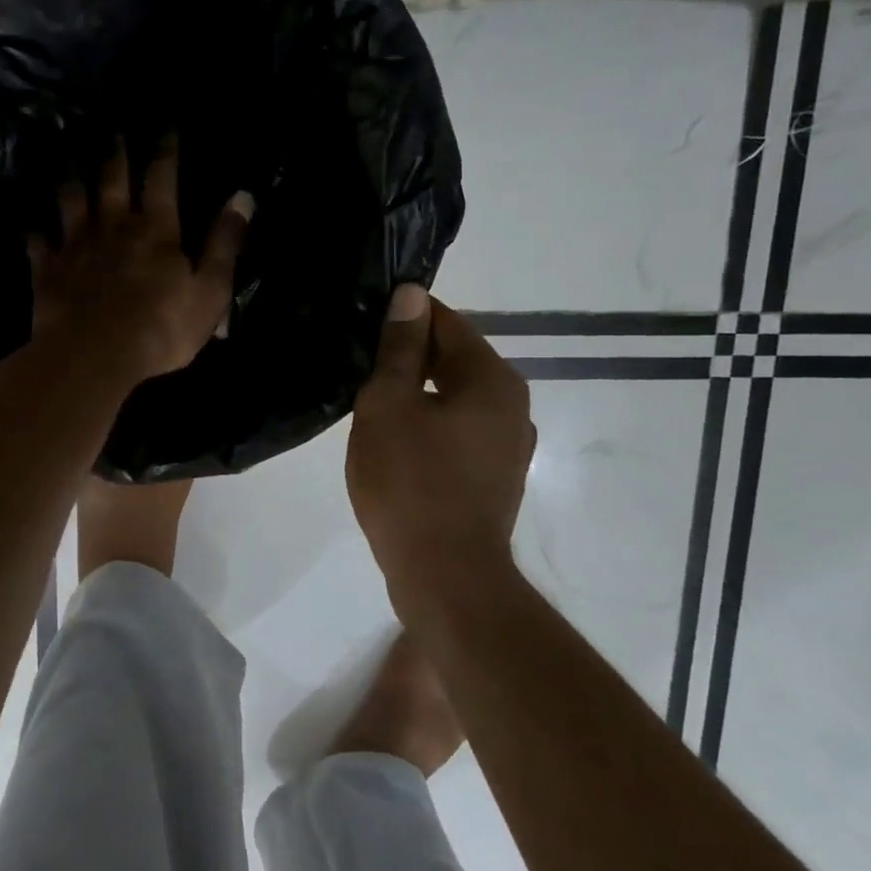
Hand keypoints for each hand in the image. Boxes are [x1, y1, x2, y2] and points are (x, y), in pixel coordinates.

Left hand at [29, 138, 253, 383]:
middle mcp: (113, 226)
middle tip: (113, 132)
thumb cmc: (161, 327)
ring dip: (72, 180)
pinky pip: (38, 242)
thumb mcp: (210, 289)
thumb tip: (243, 197)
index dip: (165, 151)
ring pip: (71, 202)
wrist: (95, 356)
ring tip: (70, 161)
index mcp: (156, 229)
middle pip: (112, 181)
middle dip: (116, 154)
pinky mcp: (48, 271)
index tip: (165, 128)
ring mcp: (76, 246)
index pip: (161, 178)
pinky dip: (36, 231)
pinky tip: (32, 223)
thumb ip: (225, 243)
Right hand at [346, 284, 536, 619]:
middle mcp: (512, 404)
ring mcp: (509, 443)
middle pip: (454, 359)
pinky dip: (429, 424)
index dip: (403, 316)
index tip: (363, 321)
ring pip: (454, 397)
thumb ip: (398, 348)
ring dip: (416, 393)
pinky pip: (458, 431)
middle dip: (407, 356)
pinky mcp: (496, 475)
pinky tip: (395, 440)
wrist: (444, 576)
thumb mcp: (388, 405)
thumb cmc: (410, 482)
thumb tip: (410, 294)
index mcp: (491, 379)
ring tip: (369, 401)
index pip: (446, 322)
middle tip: (358, 363)